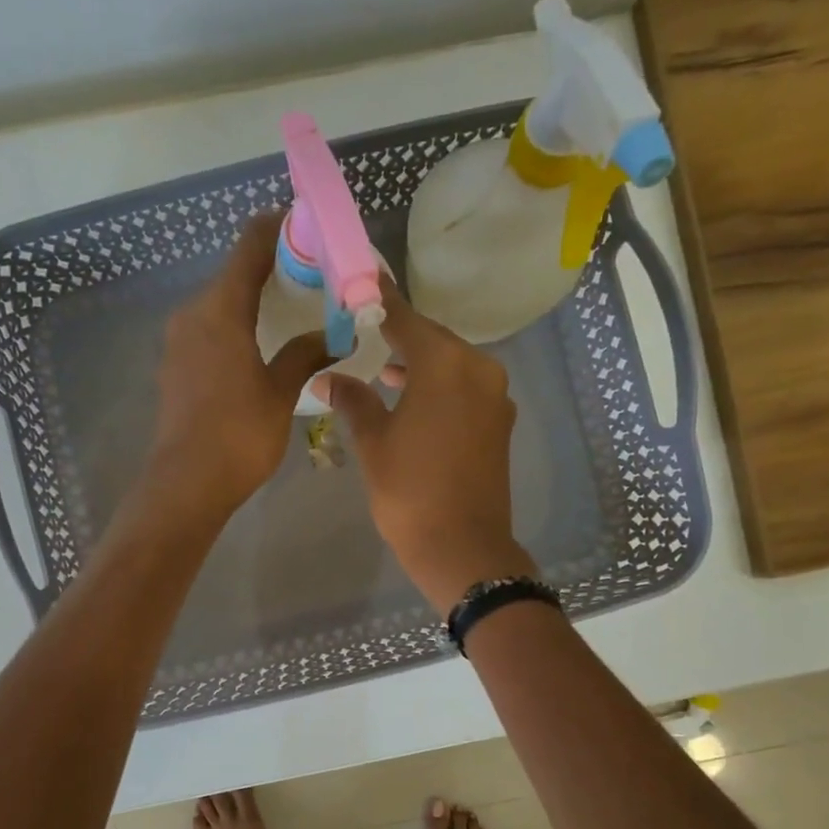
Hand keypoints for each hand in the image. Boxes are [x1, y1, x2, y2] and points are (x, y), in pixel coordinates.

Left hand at [146, 213, 331, 519]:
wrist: (187, 484)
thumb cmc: (239, 435)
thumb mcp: (280, 392)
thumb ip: (304, 355)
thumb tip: (334, 336)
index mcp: (220, 310)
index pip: (250, 246)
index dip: (278, 228)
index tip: (308, 226)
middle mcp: (193, 314)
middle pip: (234, 273)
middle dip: (272, 268)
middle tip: (313, 277)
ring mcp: (178, 341)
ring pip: (220, 304)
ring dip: (253, 300)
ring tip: (292, 311)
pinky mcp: (175, 366)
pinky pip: (209, 330)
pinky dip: (236, 325)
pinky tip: (260, 344)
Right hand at [311, 277, 535, 613]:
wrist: (462, 546)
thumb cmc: (409, 492)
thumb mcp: (374, 443)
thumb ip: (354, 400)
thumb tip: (328, 376)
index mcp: (445, 365)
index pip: (406, 319)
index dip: (380, 301)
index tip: (361, 282)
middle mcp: (478, 370)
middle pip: (434, 339)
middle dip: (401, 335)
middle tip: (366, 329)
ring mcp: (495, 397)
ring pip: (453, 365)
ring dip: (421, 363)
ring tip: (386, 370)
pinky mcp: (499, 423)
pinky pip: (466, 389)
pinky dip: (441, 386)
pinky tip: (415, 400)